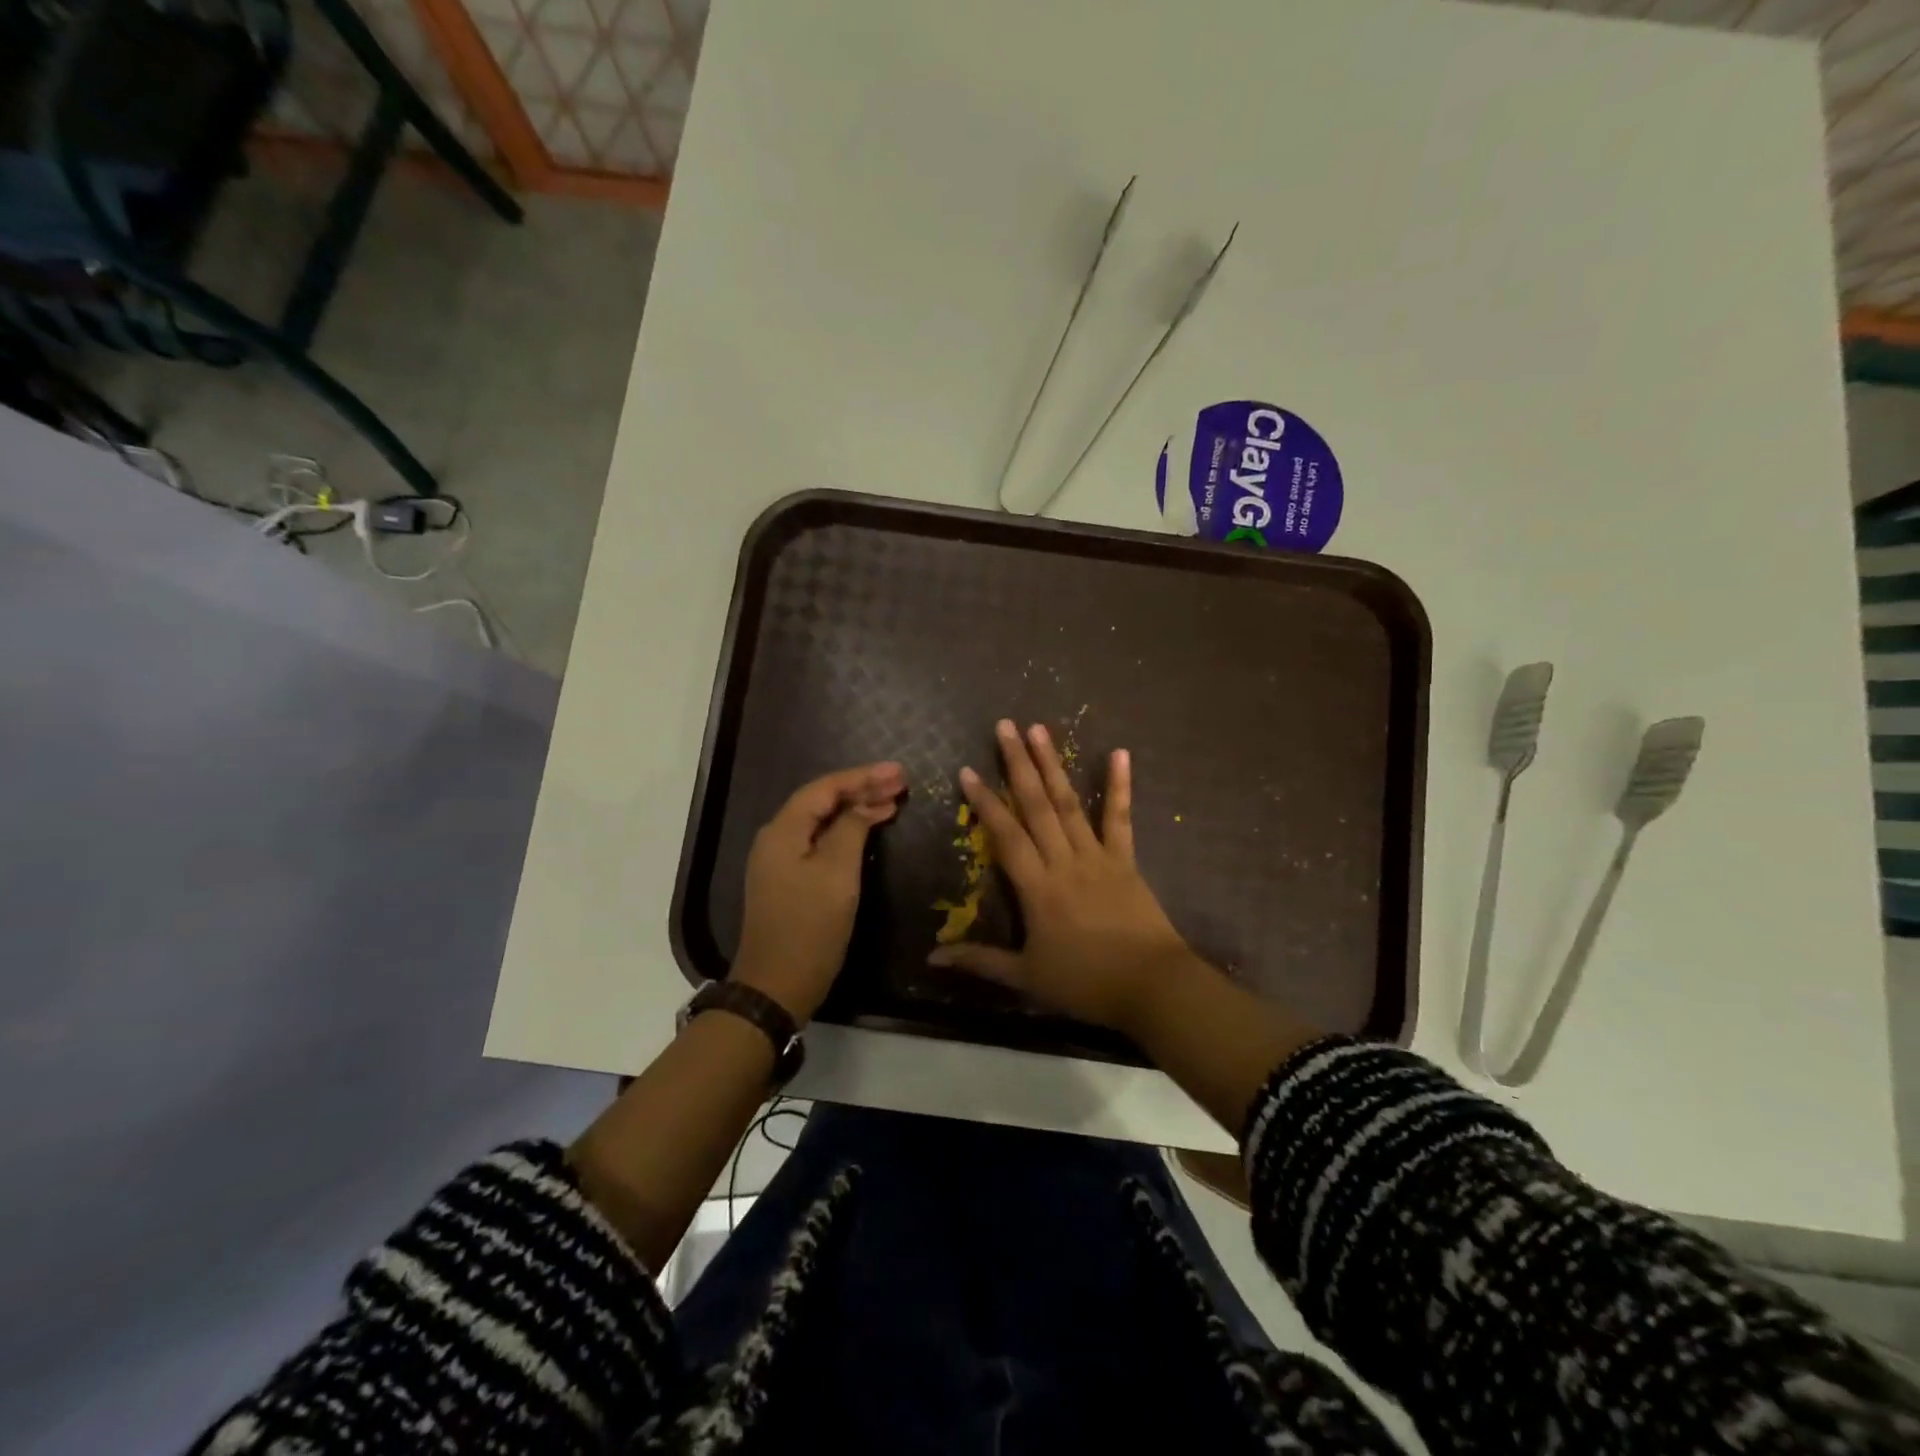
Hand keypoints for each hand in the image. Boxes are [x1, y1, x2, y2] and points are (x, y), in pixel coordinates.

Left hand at [735, 761, 905, 1022]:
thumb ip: (852, 829)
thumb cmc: (810, 927)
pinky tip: (869, 828)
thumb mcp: (837, 874)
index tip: (899, 772)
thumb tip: (866, 804)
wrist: (776, 986)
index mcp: (783, 830)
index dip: (863, 777)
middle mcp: (777, 838)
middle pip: (822, 801)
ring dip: (857, 808)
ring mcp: (780, 860)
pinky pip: (820, 841)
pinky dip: (847, 831)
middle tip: (901, 782)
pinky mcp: (789, 879)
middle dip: (862, 789)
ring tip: (893, 800)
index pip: (825, 788)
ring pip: (822, 821)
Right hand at [928, 720, 1195, 1033]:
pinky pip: (1120, 818)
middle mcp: (1064, 861)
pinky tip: (1120, 753)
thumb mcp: (1026, 977)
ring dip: (1053, 765)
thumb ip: (980, 961)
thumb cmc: (1085, 983)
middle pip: (1036, 805)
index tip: (967, 770)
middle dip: (1018, 764)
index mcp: (1037, 887)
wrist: (1151, 986)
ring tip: (1040, 730)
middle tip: (1005, 726)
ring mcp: (1097, 856)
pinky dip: (1120, 786)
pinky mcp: (1125, 860)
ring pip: (1069, 803)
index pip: (1005, 835)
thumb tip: (933, 959)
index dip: (985, 802)